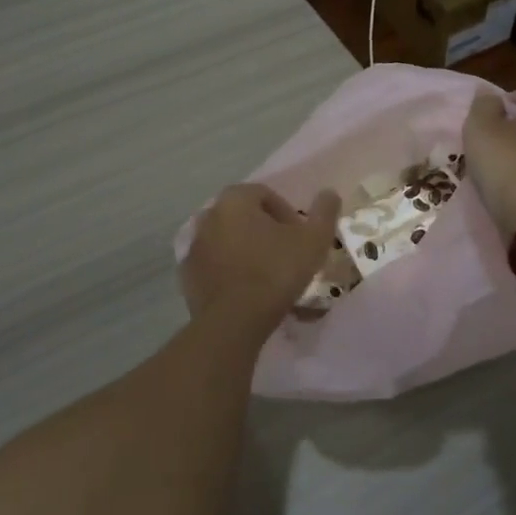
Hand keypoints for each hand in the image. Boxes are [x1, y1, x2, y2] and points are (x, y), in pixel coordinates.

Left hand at [181, 184, 342, 339]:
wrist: (233, 321)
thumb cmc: (275, 272)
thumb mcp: (313, 241)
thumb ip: (324, 212)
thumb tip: (329, 192)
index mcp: (235, 199)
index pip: (266, 195)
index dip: (287, 214)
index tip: (300, 238)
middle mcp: (209, 214)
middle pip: (244, 215)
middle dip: (265, 230)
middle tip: (285, 254)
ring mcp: (194, 245)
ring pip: (227, 239)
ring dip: (245, 249)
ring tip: (266, 274)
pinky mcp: (186, 274)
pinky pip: (213, 263)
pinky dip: (228, 269)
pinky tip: (246, 290)